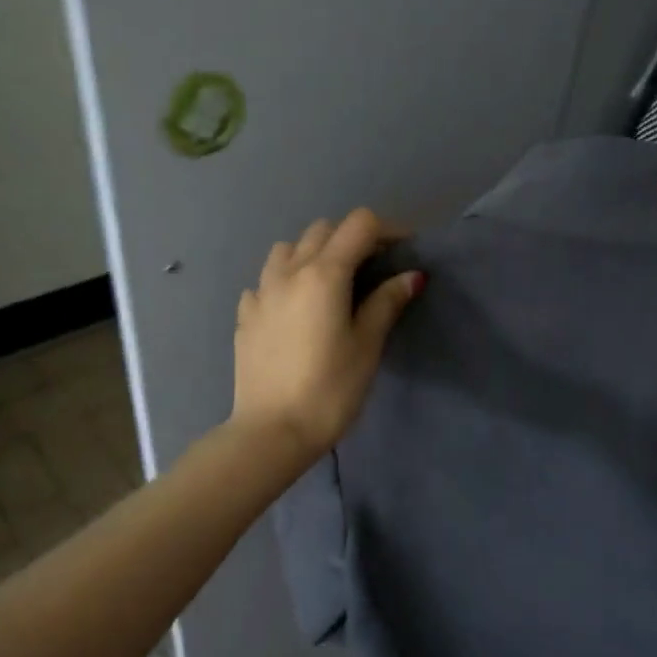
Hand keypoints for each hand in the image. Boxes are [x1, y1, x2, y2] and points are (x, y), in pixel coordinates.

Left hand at [230, 208, 422, 461]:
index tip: (405, 251)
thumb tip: (411, 275)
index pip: (359, 225)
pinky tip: (294, 309)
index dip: (388, 230)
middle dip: (352, 238)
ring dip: (313, 253)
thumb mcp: (367, 346)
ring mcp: (261, 293)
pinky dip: (285, 282)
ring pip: (287, 250)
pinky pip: (265, 282)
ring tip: (330, 283)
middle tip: (373, 269)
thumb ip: (386, 303)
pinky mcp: (245, 316)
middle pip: (323, 230)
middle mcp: (288, 272)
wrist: (272, 431)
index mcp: (324, 274)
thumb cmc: (330, 390)